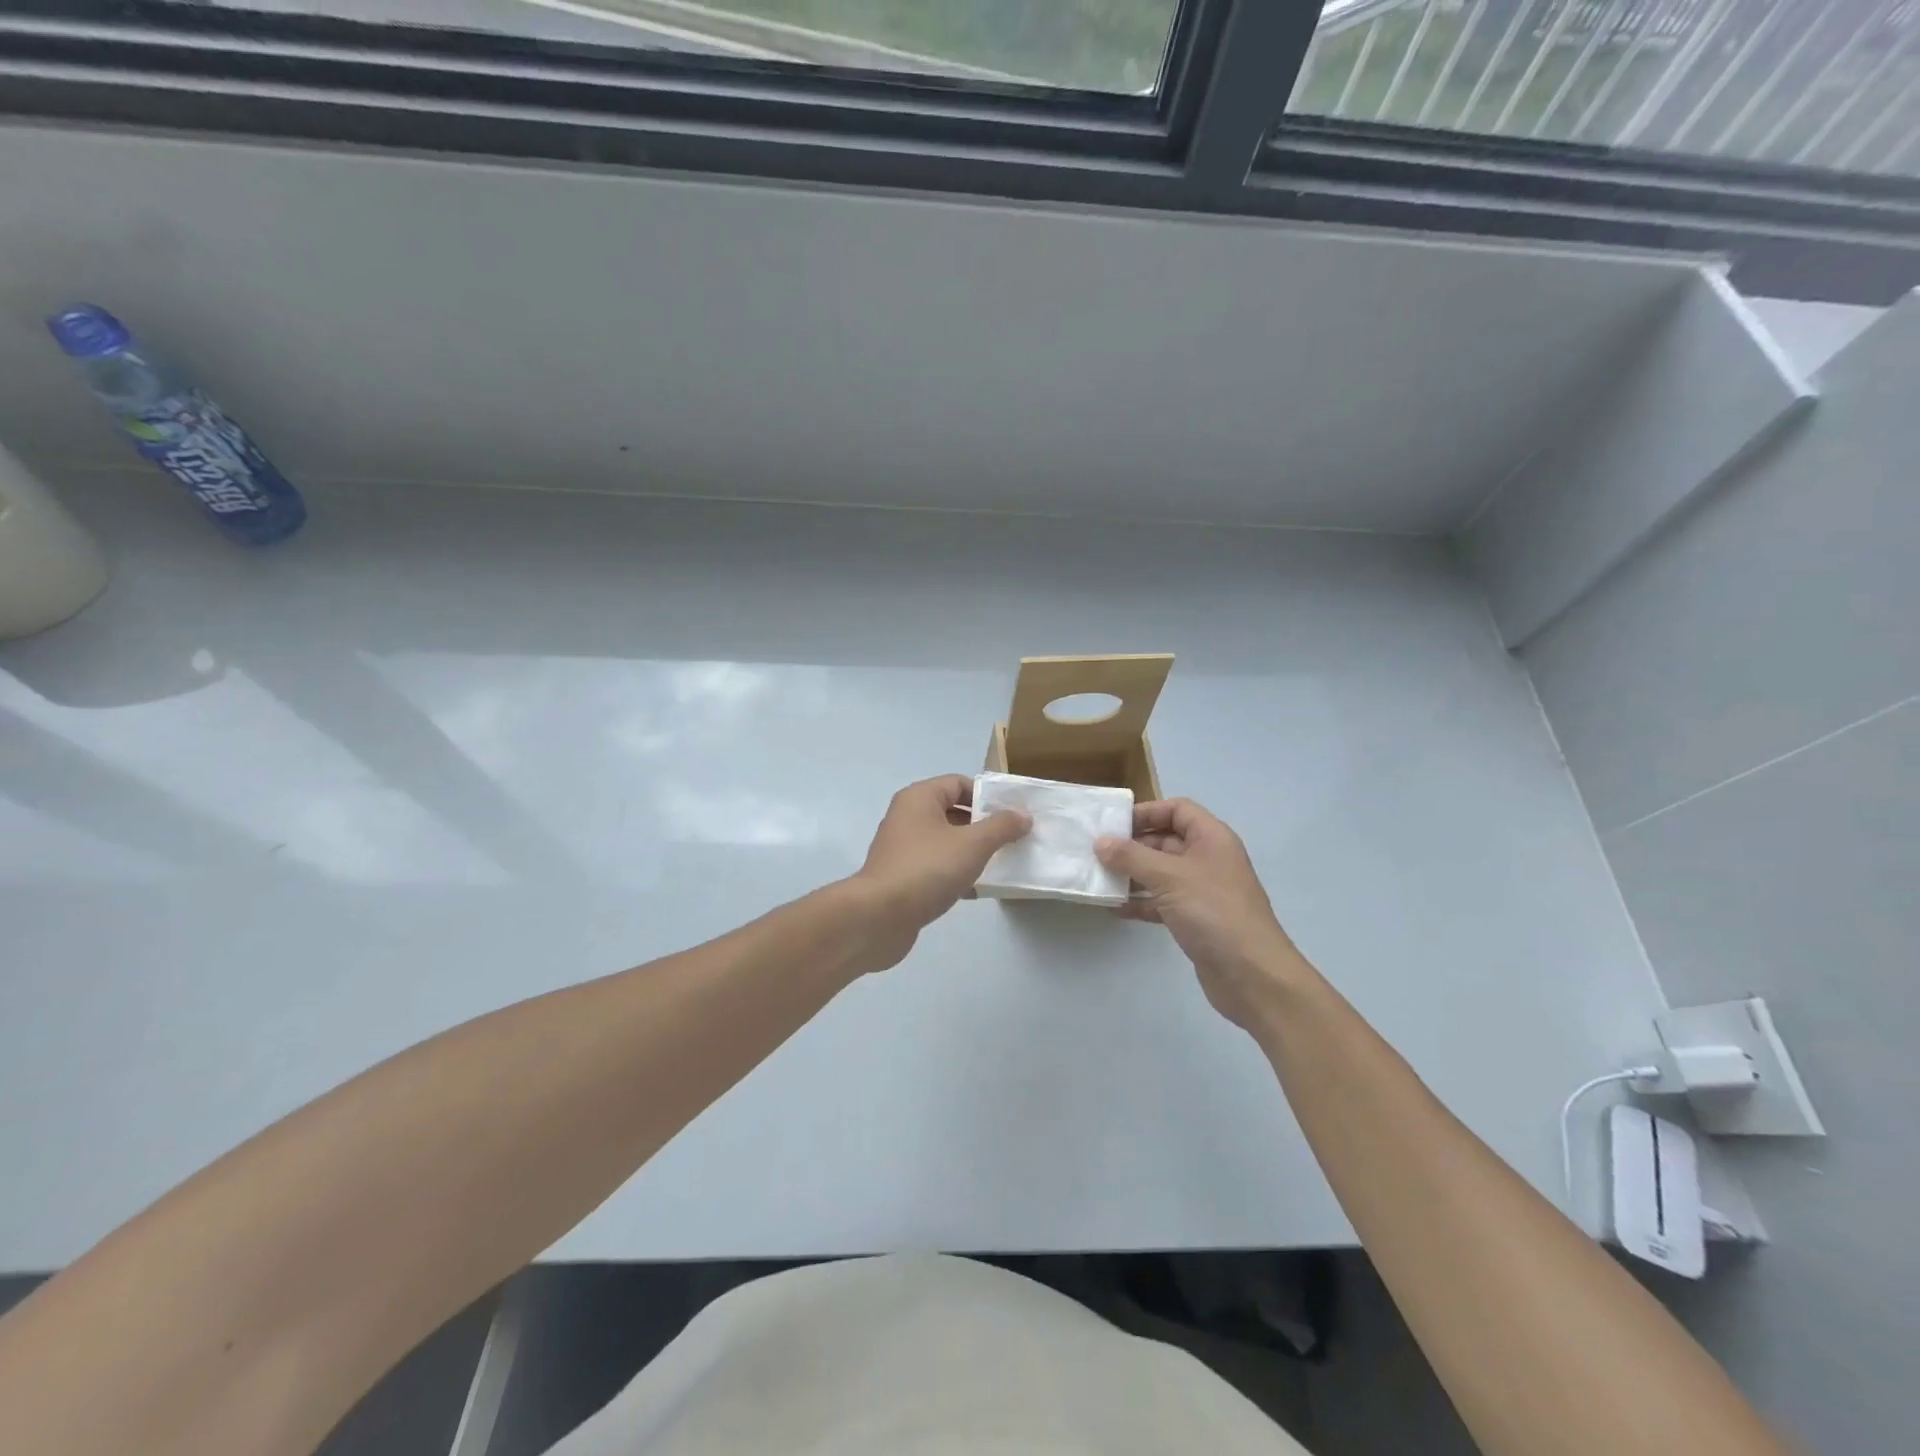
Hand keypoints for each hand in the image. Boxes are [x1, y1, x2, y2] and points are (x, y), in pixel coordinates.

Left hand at [850, 775, 1029, 968]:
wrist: (878, 917)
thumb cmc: (927, 869)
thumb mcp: (973, 844)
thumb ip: (1001, 827)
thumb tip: (1023, 815)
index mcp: (919, 798)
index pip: (959, 783)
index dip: (987, 796)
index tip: (1013, 815)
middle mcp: (907, 817)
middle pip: (953, 812)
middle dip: (983, 826)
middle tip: (1013, 840)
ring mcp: (903, 849)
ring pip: (946, 842)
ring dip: (972, 852)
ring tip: (1002, 865)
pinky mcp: (902, 877)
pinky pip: (936, 867)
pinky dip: (956, 874)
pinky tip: (978, 891)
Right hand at [1095, 799, 1306, 1031]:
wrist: (1252, 975)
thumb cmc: (1213, 912)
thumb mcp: (1169, 877)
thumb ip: (1131, 857)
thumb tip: (1100, 842)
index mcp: (1211, 838)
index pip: (1177, 809)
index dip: (1147, 812)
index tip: (1114, 825)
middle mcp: (1208, 859)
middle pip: (1166, 840)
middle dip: (1132, 846)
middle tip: (1096, 853)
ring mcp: (1202, 891)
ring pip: (1161, 873)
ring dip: (1132, 875)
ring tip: (1099, 879)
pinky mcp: (1196, 919)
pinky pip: (1162, 902)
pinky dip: (1141, 903)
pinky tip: (1115, 909)